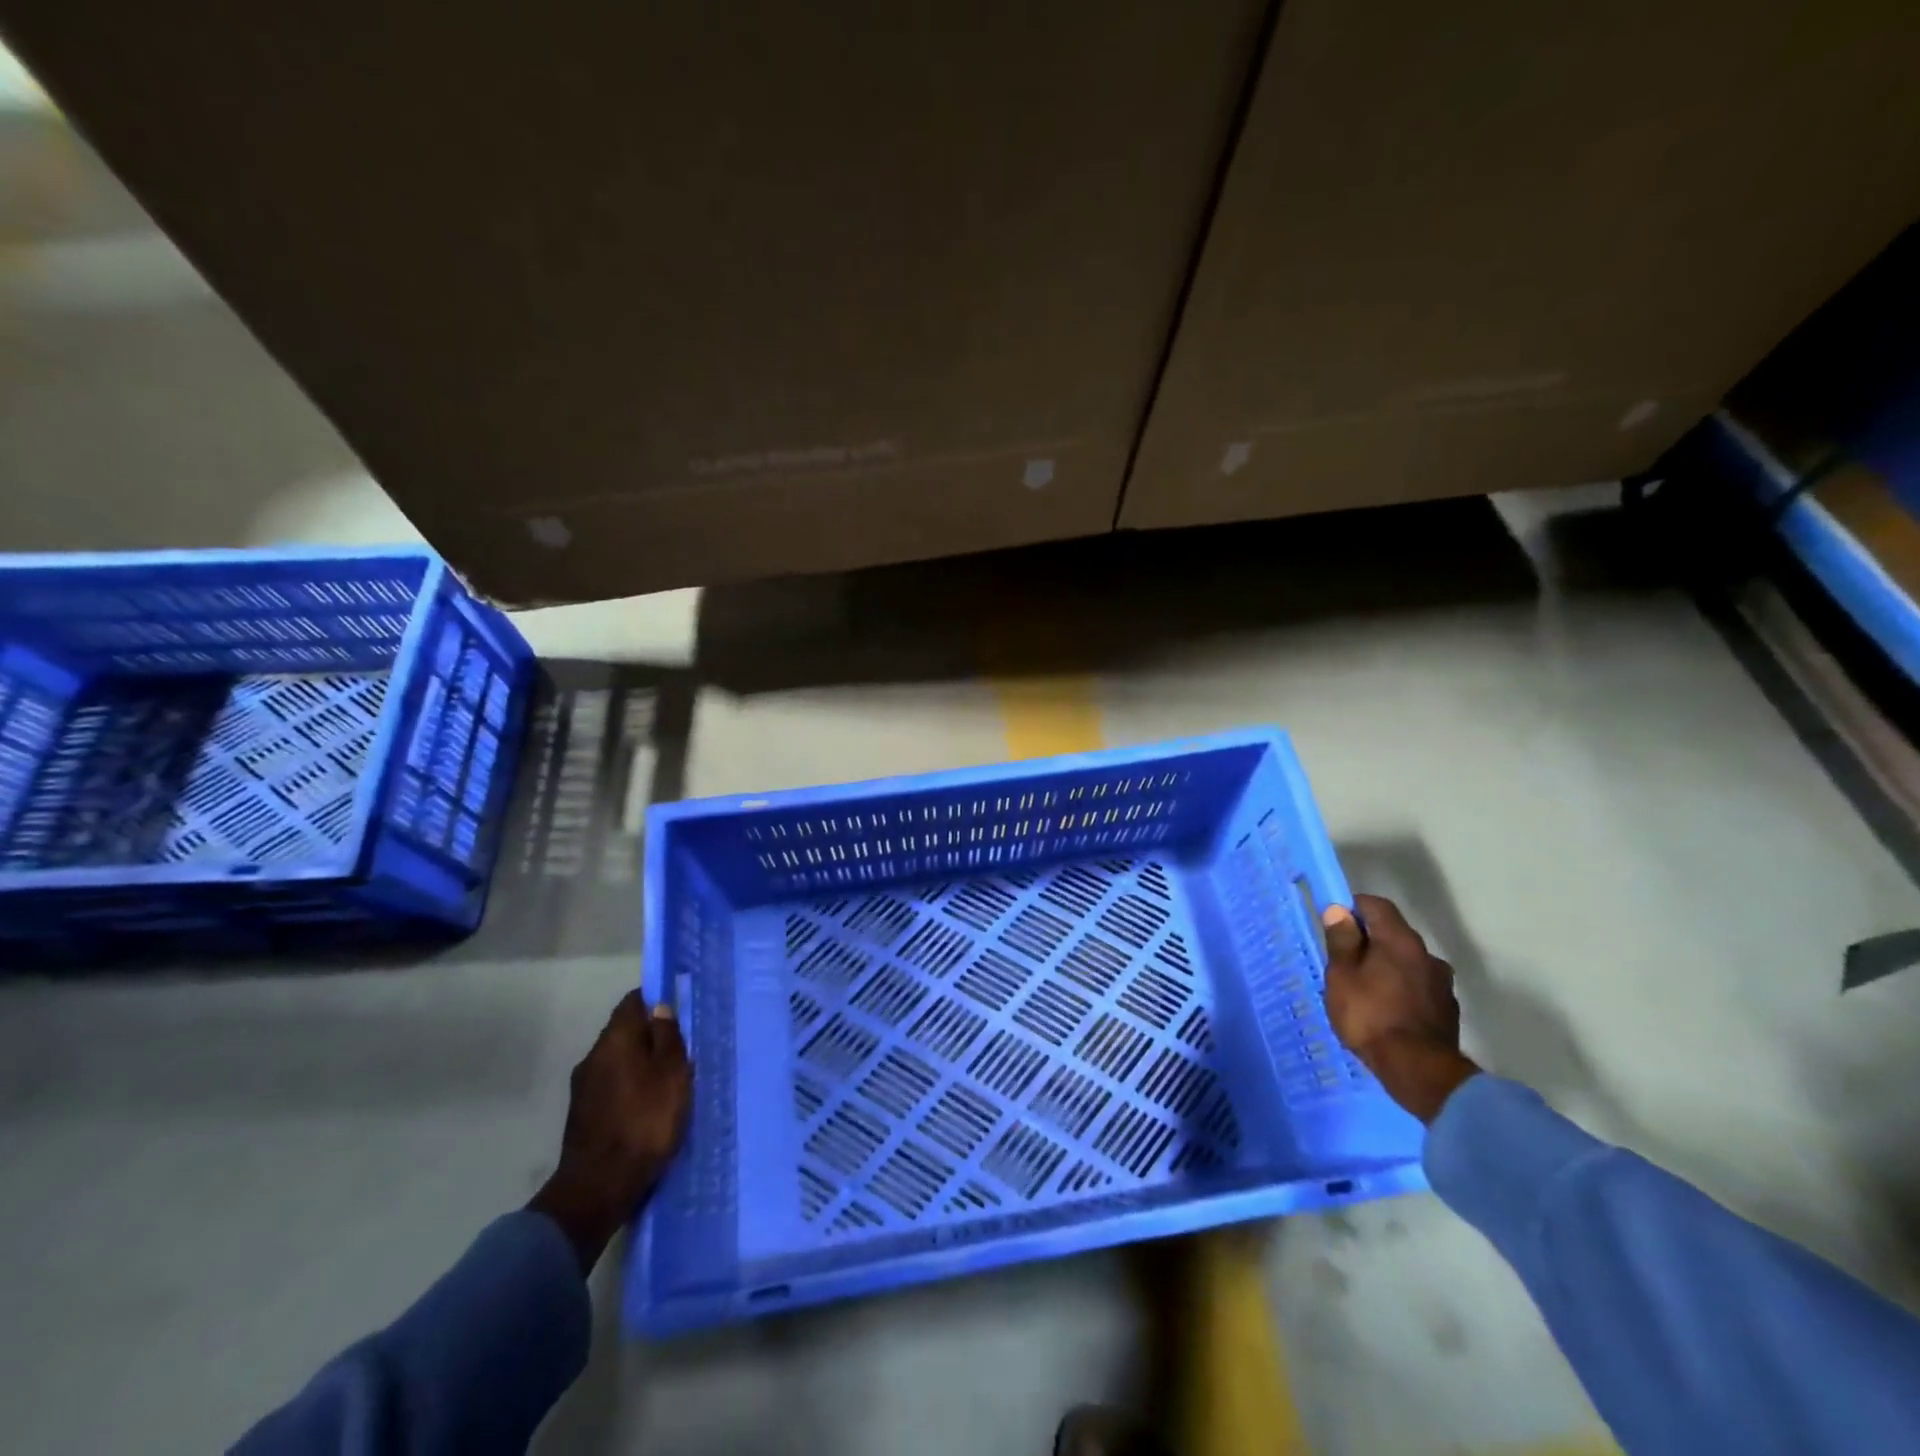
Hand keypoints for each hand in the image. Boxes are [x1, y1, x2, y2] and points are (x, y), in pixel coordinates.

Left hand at [528, 991, 692, 1272]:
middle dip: (651, 1036)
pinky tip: (647, 1106)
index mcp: (615, 1039)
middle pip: (625, 1032)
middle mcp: (593, 1056)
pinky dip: (630, 1088)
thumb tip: (660, 1008)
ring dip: (640, 1065)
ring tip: (667, 1081)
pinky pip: (612, 1087)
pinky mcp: (582, 1116)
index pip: (633, 1002)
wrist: (598, 1188)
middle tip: (681, 1050)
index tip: (679, 1012)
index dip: (656, 1001)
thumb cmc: (645, 1121)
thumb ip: (668, 1037)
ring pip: (618, 1061)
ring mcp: (583, 1087)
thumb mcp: (672, 1074)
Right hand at [1322, 894, 1477, 1123]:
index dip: (1354, 908)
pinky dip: (1403, 989)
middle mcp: (1426, 954)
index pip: (1377, 905)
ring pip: (1409, 962)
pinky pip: (1419, 987)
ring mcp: (1442, 983)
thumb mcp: (1342, 976)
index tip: (1336, 922)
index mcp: (1399, 940)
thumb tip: (1339, 911)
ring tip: (1368, 990)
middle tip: (1346, 960)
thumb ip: (1341, 941)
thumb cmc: (1370, 1016)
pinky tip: (1389, 1011)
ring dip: (1389, 967)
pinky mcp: (1448, 1010)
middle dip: (1371, 940)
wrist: (1418, 1071)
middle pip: (1394, 934)